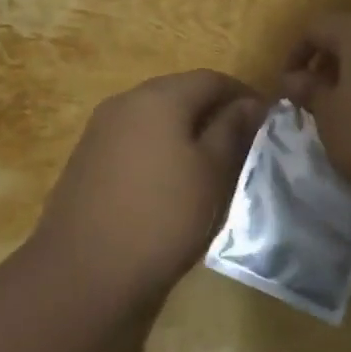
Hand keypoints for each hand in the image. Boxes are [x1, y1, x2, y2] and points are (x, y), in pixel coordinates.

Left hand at [32, 70, 266, 300]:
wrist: (83, 272)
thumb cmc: (162, 217)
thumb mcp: (211, 174)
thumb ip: (232, 131)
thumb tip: (249, 103)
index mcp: (158, 97)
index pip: (211, 79)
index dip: (242, 94)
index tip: (266, 120)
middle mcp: (124, 102)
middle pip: (178, 93)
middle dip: (212, 111)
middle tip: (241, 143)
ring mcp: (99, 130)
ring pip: (154, 118)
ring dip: (184, 131)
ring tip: (209, 165)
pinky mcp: (86, 160)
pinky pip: (133, 141)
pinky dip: (158, 150)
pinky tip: (169, 182)